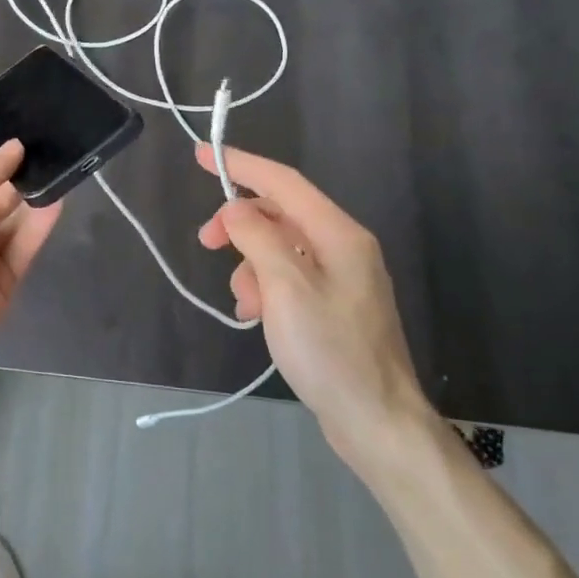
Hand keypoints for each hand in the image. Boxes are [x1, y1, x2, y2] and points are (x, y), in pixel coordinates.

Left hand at [0, 141, 59, 427]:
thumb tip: (15, 149)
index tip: (22, 131)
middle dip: (16, 173)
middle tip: (48, 147)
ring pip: (13, 219)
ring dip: (32, 195)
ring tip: (59, 166)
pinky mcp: (4, 282)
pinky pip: (25, 246)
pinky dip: (41, 223)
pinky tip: (58, 198)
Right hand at [195, 143, 431, 467]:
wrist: (377, 422)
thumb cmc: (331, 351)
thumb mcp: (286, 288)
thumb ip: (258, 238)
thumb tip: (236, 210)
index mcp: (339, 234)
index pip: (284, 182)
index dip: (241, 165)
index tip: (201, 155)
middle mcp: (343, 247)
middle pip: (280, 215)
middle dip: (240, 225)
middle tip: (206, 242)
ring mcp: (340, 278)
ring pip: (280, 249)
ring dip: (251, 267)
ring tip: (245, 306)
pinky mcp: (333, 306)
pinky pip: (288, 278)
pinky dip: (265, 288)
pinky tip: (255, 317)